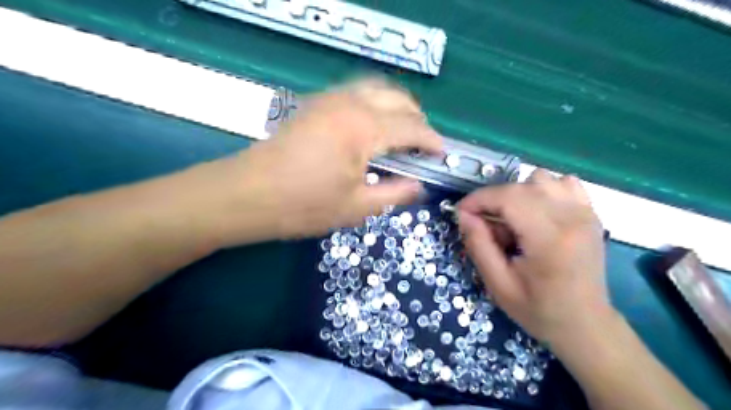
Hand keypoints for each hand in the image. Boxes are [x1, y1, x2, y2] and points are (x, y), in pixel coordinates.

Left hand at [209, 79, 441, 241]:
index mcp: (364, 128)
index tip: (441, 154)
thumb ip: (396, 194)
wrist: (247, 194)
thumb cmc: (304, 205)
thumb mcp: (357, 207)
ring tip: (402, 132)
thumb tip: (419, 186)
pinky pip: (356, 92)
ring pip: (377, 88)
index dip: (431, 141)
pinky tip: (372, 125)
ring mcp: (330, 99)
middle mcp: (350, 103)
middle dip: (417, 119)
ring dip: (397, 106)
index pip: (412, 127)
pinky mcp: (315, 104)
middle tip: (422, 145)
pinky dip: (375, 102)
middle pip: (398, 98)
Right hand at [455, 168, 612, 345]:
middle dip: (493, 199)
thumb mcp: (498, 284)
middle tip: (484, 224)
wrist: (586, 325)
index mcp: (549, 238)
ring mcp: (585, 213)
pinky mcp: (591, 213)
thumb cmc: (539, 310)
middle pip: (521, 186)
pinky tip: (536, 212)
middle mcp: (571, 217)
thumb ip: (478, 245)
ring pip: (541, 178)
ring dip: (517, 193)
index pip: (508, 197)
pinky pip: (563, 183)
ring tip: (512, 219)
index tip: (461, 213)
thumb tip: (463, 215)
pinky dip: (542, 190)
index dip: (478, 199)